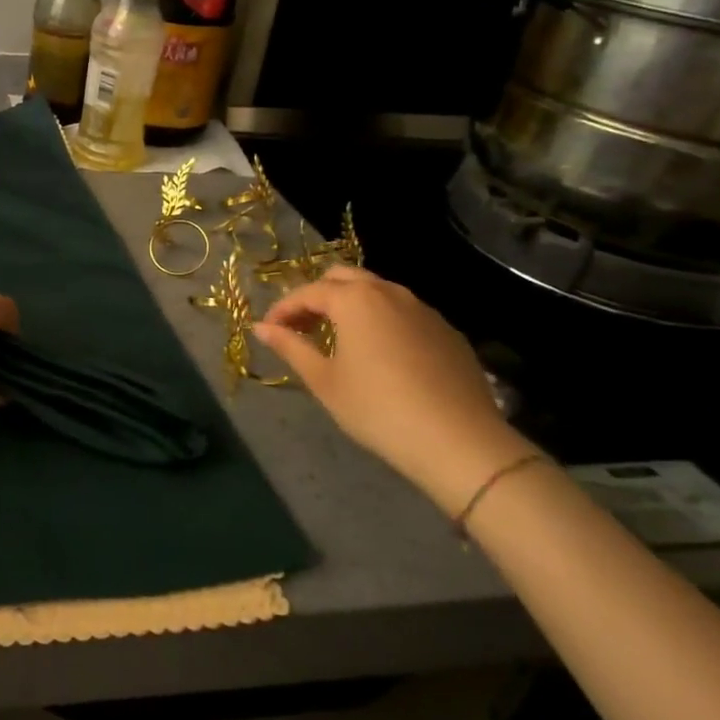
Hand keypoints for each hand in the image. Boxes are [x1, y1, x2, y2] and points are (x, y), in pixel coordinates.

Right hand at [254, 267, 533, 516]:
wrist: (460, 442)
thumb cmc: (378, 409)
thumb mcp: (324, 381)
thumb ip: (290, 347)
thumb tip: (259, 327)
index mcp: (354, 299)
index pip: (307, 292)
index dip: (283, 309)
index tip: (268, 331)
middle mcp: (389, 292)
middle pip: (343, 278)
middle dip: (317, 296)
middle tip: (302, 328)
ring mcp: (423, 309)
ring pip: (377, 292)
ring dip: (350, 306)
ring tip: (338, 339)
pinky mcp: (447, 331)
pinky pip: (404, 313)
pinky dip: (382, 321)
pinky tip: (380, 355)